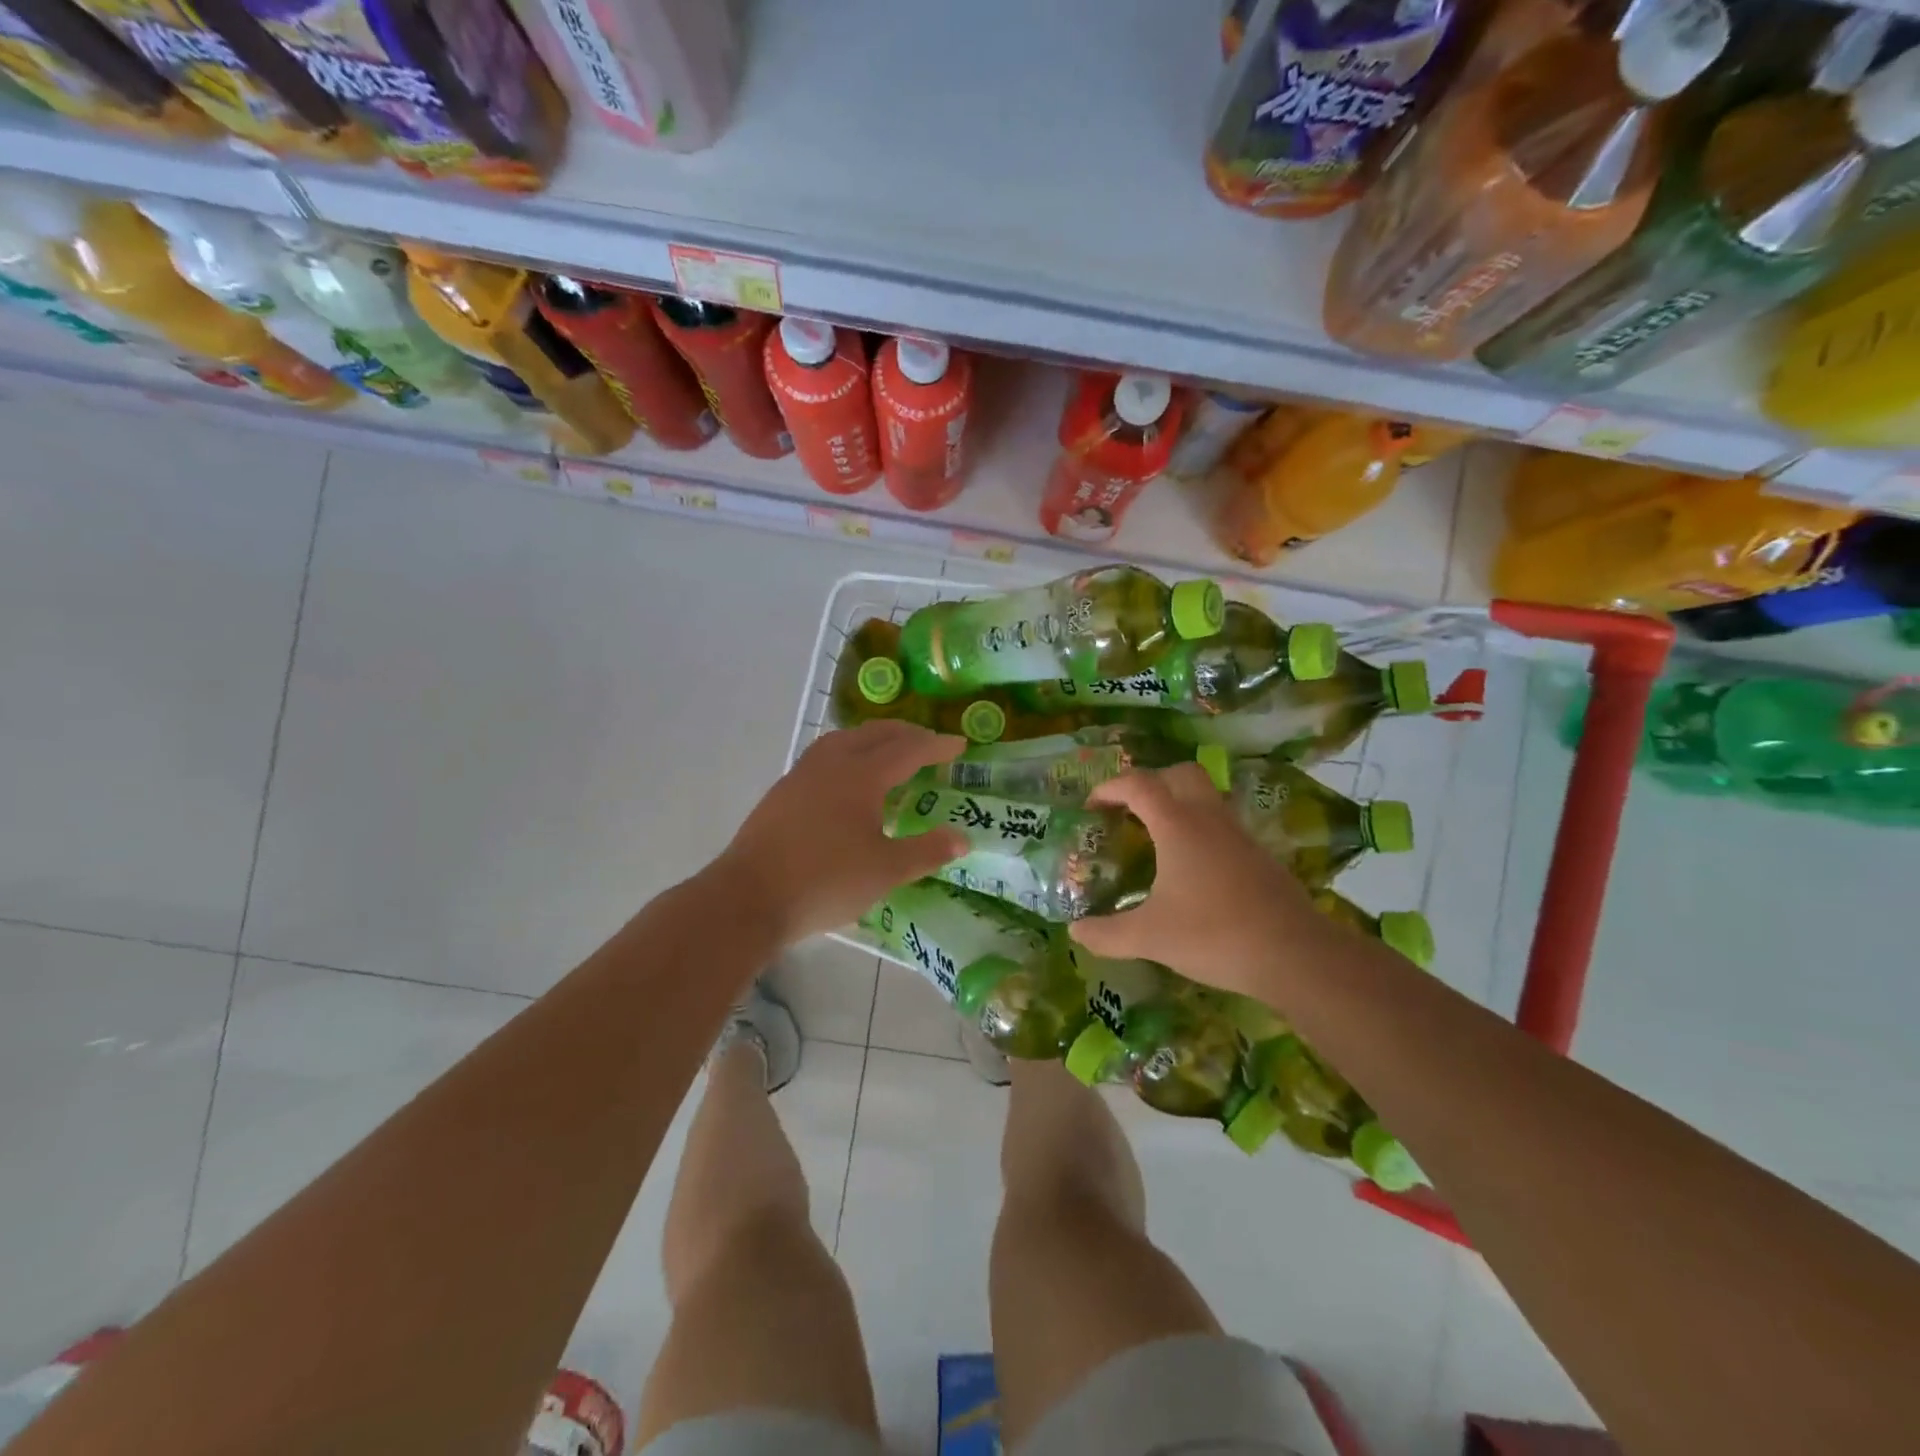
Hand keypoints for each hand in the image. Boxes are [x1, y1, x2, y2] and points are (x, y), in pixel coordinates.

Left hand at [718, 721, 968, 943]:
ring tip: (888, 752)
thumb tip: (963, 838)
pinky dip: (847, 754)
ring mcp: (801, 775)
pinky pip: (823, 757)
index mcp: (861, 775)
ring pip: (843, 740)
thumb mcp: (886, 870)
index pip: (908, 750)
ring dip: (872, 739)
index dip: (936, 746)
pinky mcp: (782, 793)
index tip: (959, 745)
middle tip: (929, 743)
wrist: (750, 897)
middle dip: (906, 734)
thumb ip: (926, 851)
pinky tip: (847, 780)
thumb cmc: (825, 881)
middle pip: (874, 734)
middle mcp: (831, 764)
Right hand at [1069, 763, 1322, 999]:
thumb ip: (1107, 934)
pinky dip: (1199, 829)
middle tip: (1128, 810)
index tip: (1091, 806)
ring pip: (1206, 797)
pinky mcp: (1258, 855)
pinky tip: (1191, 868)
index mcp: (1178, 826)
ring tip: (1155, 837)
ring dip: (1177, 803)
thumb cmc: (1214, 935)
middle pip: (1180, 773)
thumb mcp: (1150, 938)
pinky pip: (1222, 824)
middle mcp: (1209, 819)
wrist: (1295, 955)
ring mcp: (1239, 835)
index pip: (1139, 784)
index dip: (1110, 788)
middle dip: (1150, 782)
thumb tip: (1075, 932)